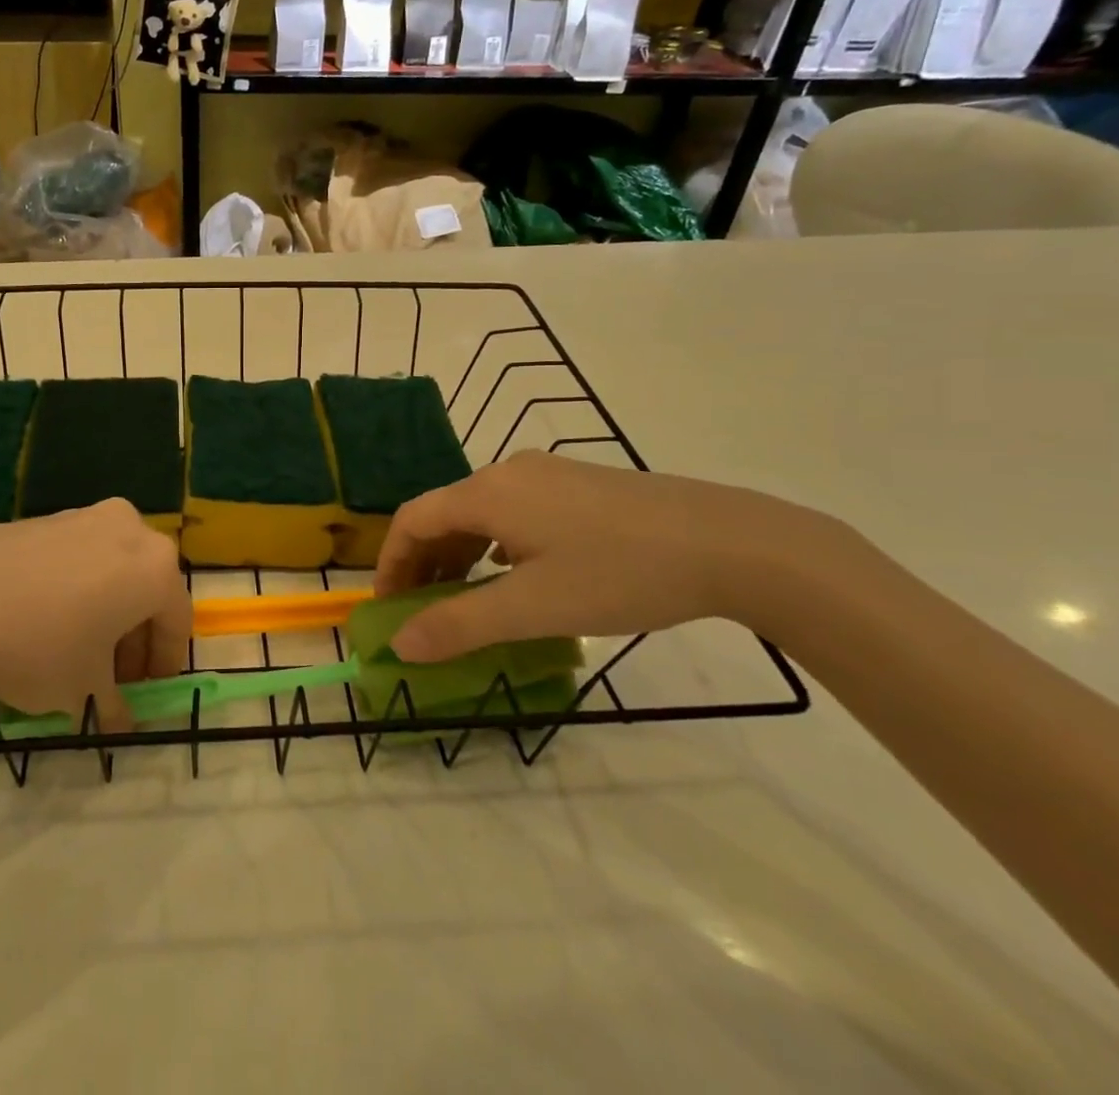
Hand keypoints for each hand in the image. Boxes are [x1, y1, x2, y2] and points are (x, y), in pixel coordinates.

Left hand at [0, 500, 190, 728]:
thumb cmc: (40, 647)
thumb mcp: (83, 691)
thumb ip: (115, 705)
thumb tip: (121, 720)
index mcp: (155, 568)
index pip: (176, 620)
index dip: (164, 663)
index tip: (147, 693)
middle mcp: (130, 530)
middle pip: (146, 589)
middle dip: (134, 637)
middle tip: (114, 678)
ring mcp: (85, 517)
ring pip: (112, 570)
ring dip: (106, 611)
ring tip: (76, 652)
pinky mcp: (45, 517)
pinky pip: (77, 558)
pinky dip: (76, 589)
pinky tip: (43, 622)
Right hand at [376, 451, 851, 662]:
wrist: (731, 543)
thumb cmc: (620, 573)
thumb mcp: (534, 608)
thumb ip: (460, 625)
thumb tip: (400, 645)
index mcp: (488, 493)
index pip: (414, 519)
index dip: (391, 562)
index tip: (387, 607)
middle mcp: (509, 472)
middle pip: (444, 512)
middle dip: (423, 562)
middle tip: (420, 610)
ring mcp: (547, 474)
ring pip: (481, 512)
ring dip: (459, 554)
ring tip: (463, 598)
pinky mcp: (579, 485)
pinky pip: (514, 511)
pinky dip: (494, 544)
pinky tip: (515, 573)